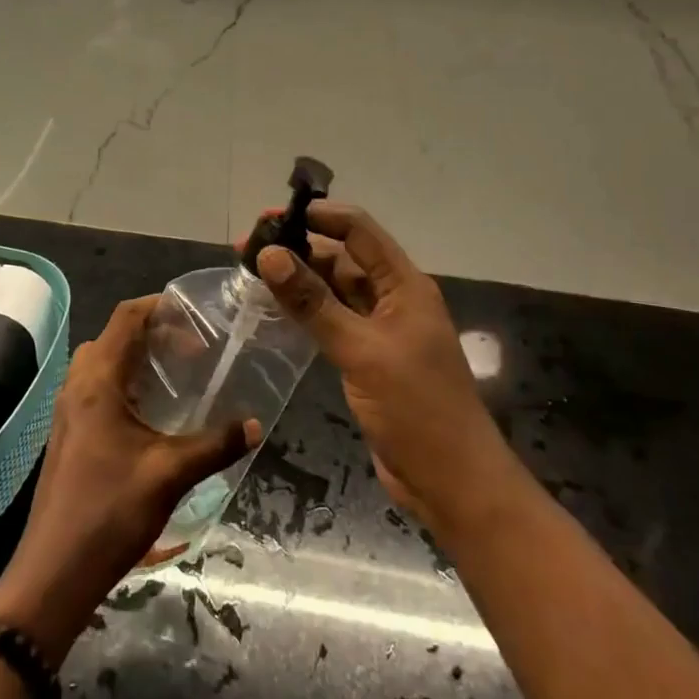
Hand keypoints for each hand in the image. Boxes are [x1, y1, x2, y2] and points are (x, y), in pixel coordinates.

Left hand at [0, 297, 257, 664]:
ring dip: (137, 359)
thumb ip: (216, 444)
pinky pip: (96, 388)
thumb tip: (256, 424)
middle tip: (192, 351)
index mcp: (97, 382)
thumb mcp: (171, 474)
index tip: (196, 317)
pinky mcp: (69, 434)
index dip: (159, 307)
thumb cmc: (110, 513)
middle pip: (113, 337)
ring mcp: (67, 411)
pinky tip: (152, 414)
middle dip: (152, 333)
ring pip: (102, 363)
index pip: (125, 318)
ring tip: (176, 377)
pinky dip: (125, 383)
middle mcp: (77, 386)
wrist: (54, 572)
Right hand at [252, 203, 509, 535]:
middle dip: (300, 247)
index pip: (359, 232)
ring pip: (336, 291)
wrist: (452, 482)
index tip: (271, 218)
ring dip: (300, 279)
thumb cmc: (416, 409)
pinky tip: (276, 310)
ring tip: (252, 272)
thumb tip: (269, 254)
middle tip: (247, 247)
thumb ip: (314, 303)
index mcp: (404, 286)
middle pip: (344, 258)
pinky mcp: (368, 359)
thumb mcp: (361, 351)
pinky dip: (306, 312)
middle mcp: (393, 300)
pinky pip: (333, 322)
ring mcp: (381, 331)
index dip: (319, 216)